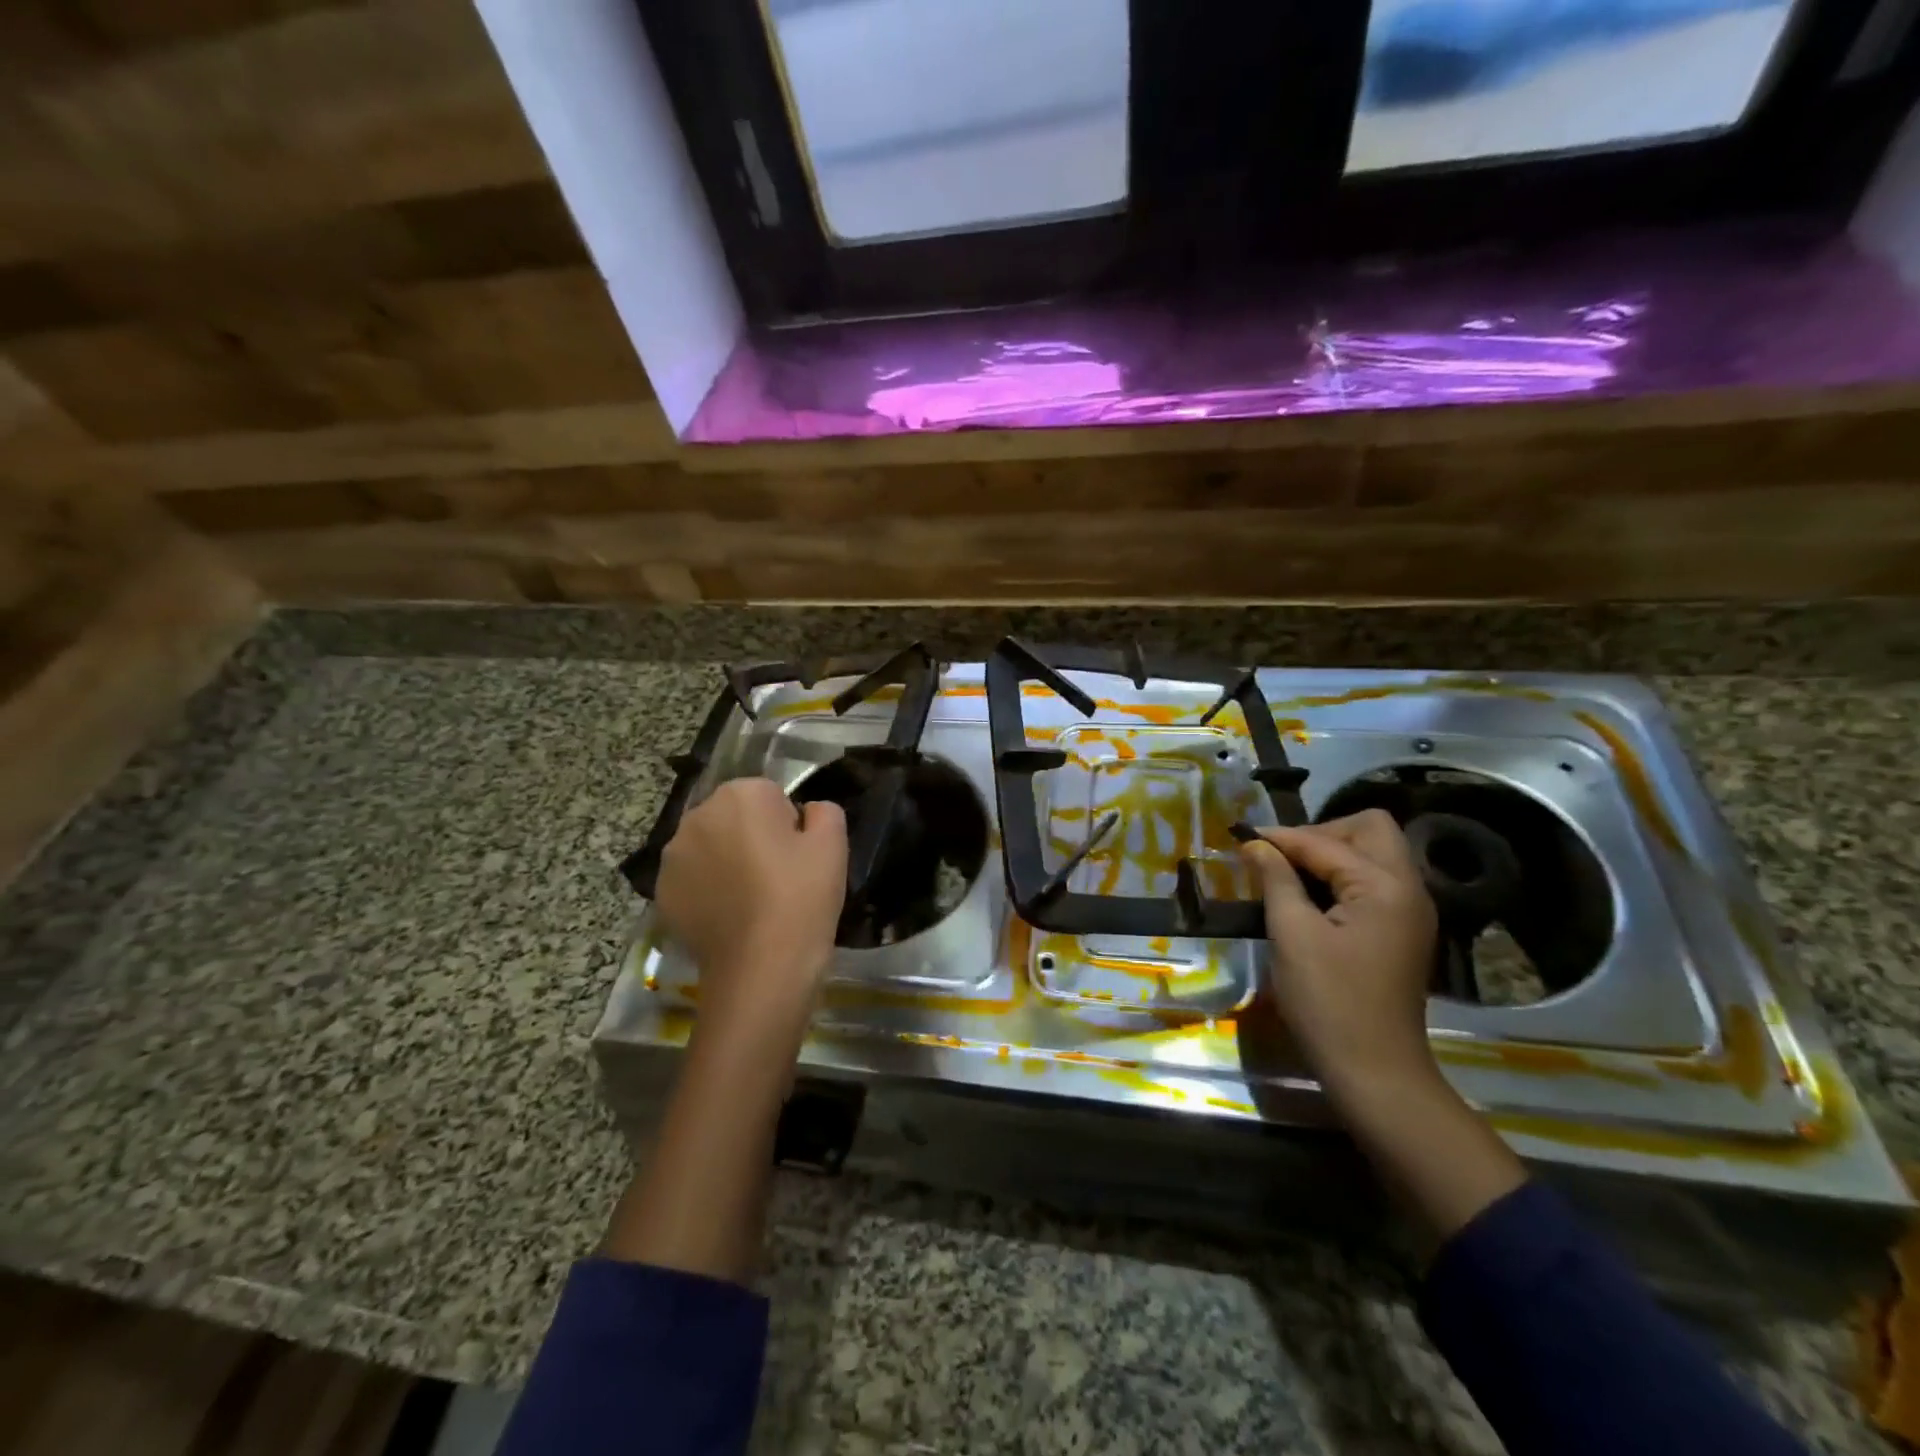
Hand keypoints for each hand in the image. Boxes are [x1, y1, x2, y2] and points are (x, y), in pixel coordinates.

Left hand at [654, 777, 847, 1055]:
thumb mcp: (834, 844)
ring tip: (753, 899)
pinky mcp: (663, 892)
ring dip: (728, 860)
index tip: (798, 856)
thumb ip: (823, 810)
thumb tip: (806, 813)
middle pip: (735, 817)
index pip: (771, 795)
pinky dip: (709, 889)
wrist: (761, 969)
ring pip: (711, 846)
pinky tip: (730, 916)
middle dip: (753, 836)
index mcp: (740, 795)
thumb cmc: (801, 898)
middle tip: (779, 877)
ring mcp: (673, 856)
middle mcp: (697, 815)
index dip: (789, 825)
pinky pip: (694, 879)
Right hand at [1238, 810, 1439, 1098]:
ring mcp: (1410, 911)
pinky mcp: (1402, 931)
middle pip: (1369, 830)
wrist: (1375, 1071)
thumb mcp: (1292, 934)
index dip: (1281, 838)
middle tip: (1279, 857)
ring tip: (1287, 874)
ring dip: (1330, 854)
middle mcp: (1408, 888)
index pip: (1327, 841)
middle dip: (1319, 834)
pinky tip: (1309, 897)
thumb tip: (1256, 845)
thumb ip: (1276, 879)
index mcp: (1385, 886)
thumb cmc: (1328, 1001)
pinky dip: (1341, 877)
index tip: (1241, 838)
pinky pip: (1373, 882)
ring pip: (1373, 854)